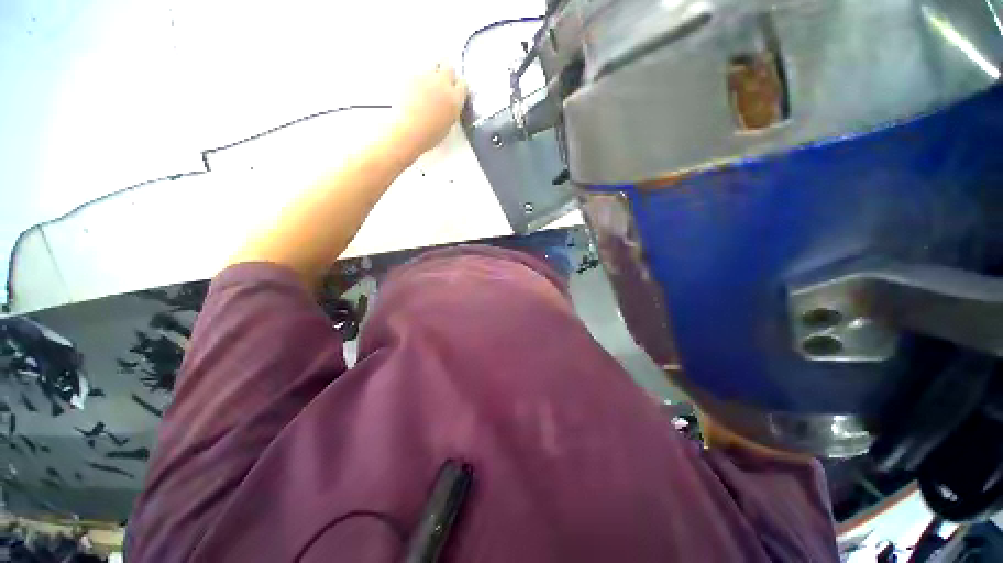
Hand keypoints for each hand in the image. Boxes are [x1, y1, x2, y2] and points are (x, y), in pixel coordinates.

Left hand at [392, 63, 466, 157]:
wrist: (409, 130)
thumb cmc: (429, 134)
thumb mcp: (448, 125)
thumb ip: (450, 109)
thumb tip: (448, 104)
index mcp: (455, 99)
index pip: (463, 85)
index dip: (459, 87)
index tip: (455, 89)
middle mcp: (443, 83)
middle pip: (449, 67)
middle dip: (446, 72)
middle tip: (441, 80)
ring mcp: (426, 76)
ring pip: (433, 63)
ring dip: (432, 69)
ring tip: (427, 81)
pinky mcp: (410, 74)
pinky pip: (417, 70)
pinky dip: (416, 76)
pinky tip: (413, 87)